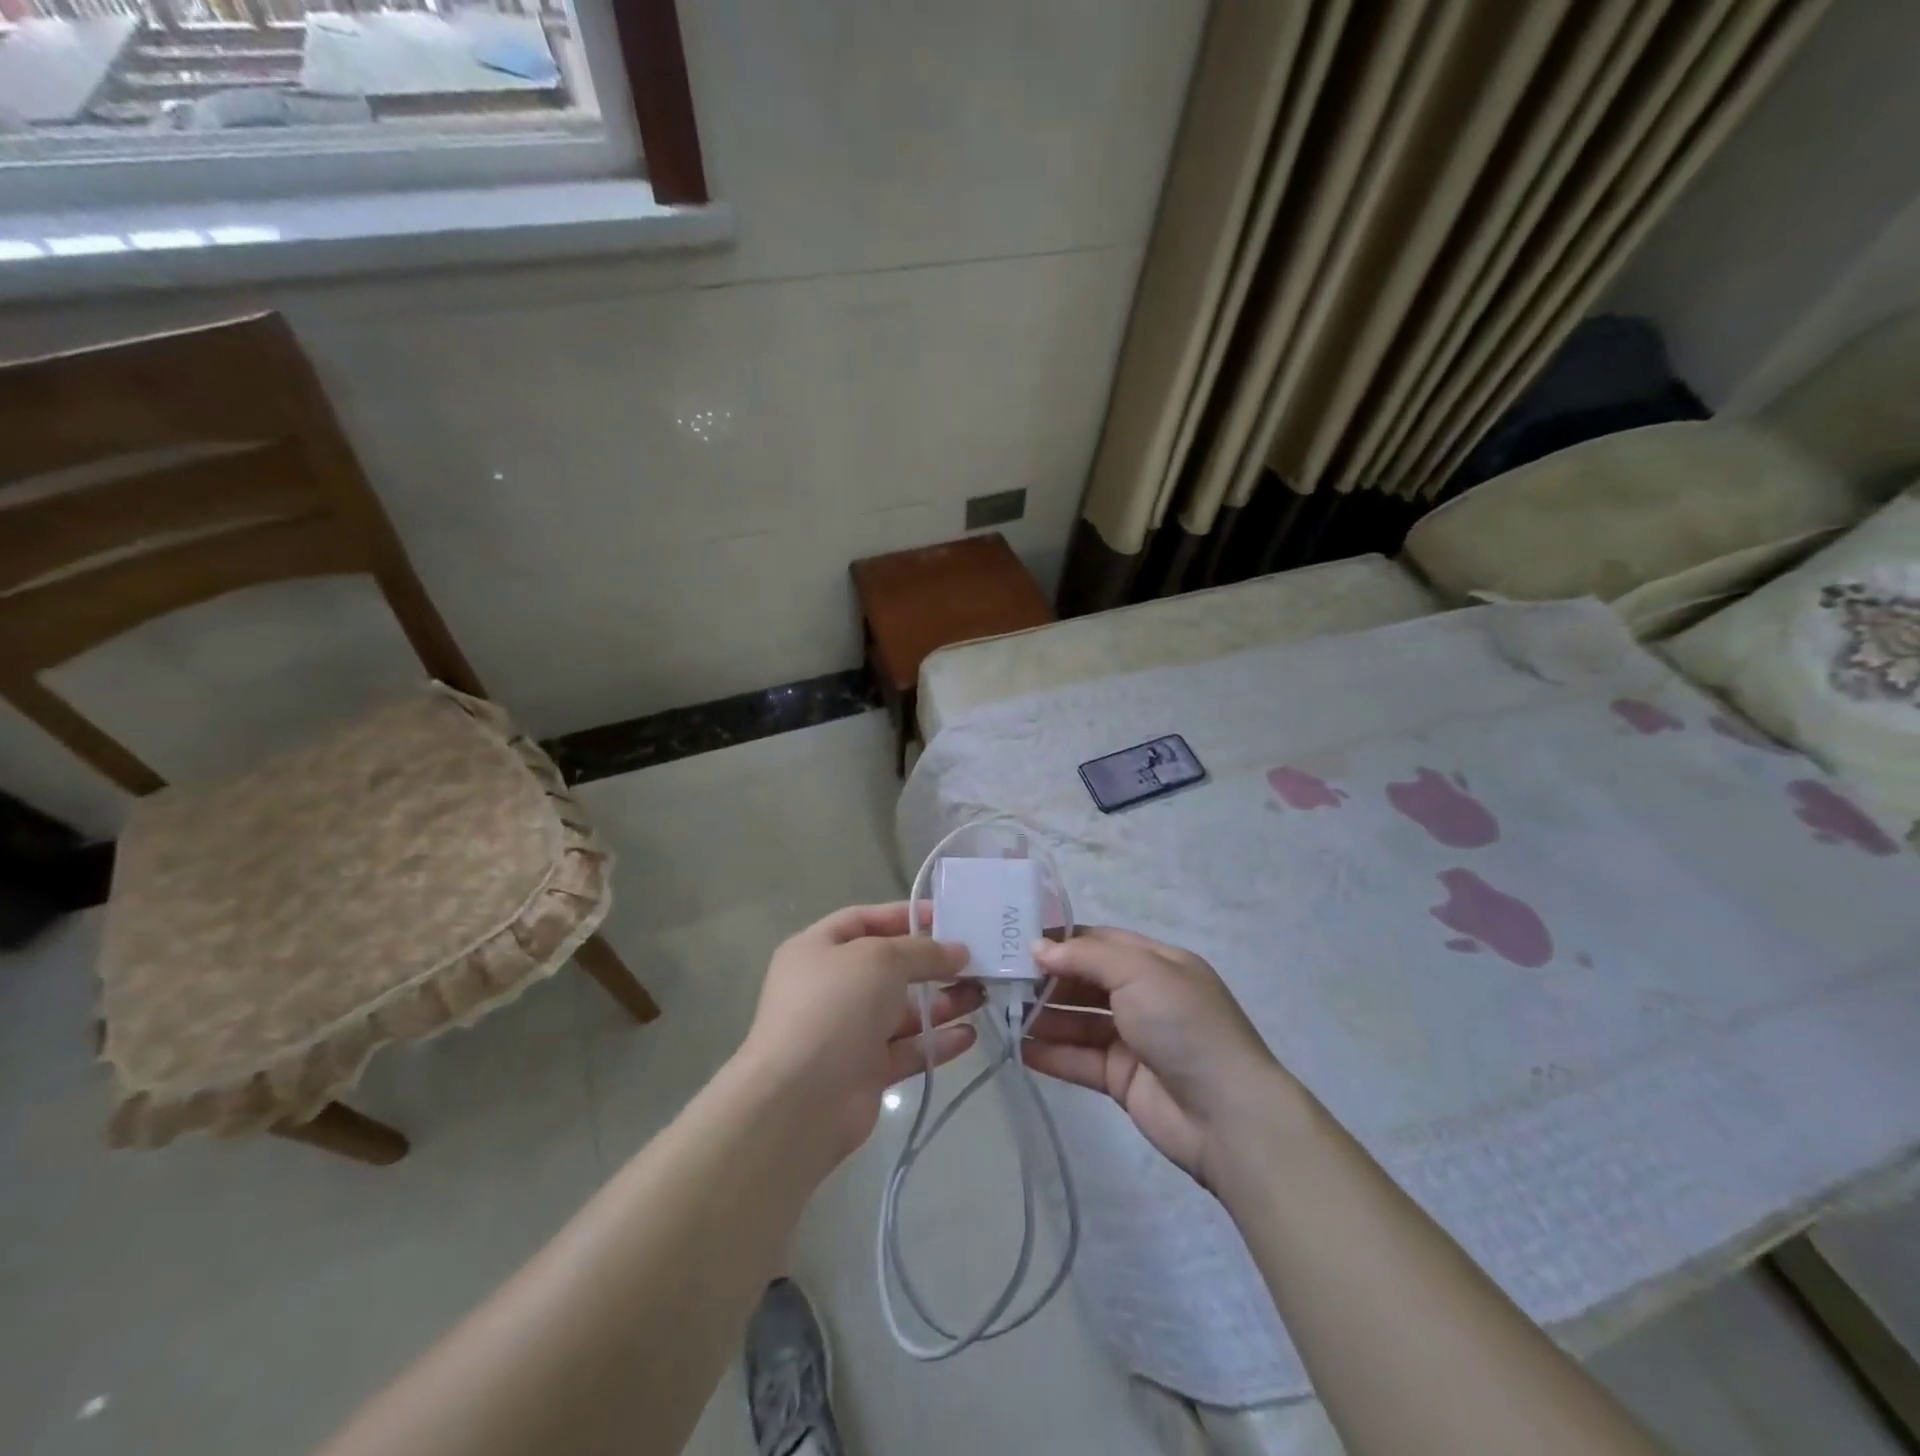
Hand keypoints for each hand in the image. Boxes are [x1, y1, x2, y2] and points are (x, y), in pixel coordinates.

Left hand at [738, 902, 978, 1165]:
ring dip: (942, 1002)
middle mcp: (831, 987)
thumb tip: (957, 951)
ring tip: (982, 994)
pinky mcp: (866, 1071)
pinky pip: (907, 1048)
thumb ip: (922, 951)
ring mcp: (848, 1031)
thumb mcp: (880, 959)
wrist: (801, 1099)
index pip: (864, 920)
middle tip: (975, 959)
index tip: (946, 916)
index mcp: (818, 950)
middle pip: (889, 967)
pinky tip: (969, 1034)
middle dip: (931, 963)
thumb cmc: (835, 1006)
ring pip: (902, 1010)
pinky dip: (936, 1041)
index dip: (903, 915)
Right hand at [1024, 927, 1293, 1187]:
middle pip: (1087, 981)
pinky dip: (1052, 1053)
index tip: (1019, 942)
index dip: (1062, 941)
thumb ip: (1085, 957)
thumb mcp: (1139, 972)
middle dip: (1048, 979)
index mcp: (1157, 963)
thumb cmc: (1184, 1024)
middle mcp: (1144, 996)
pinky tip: (1018, 1049)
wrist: (1226, 1114)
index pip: (1101, 942)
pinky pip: (1080, 1059)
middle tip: (1003, 979)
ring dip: (1044, 1016)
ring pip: (1080, 1021)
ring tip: (1002, 1012)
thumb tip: (1038, 948)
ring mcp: (1133, 1039)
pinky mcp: (1122, 1078)